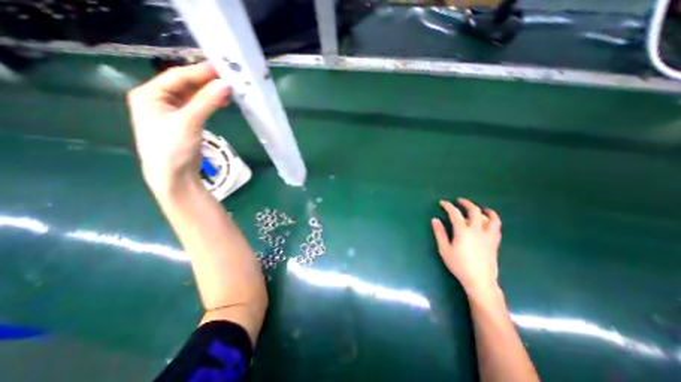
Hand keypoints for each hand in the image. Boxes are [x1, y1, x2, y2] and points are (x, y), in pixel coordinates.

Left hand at [127, 62, 230, 194]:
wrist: (173, 175)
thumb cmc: (173, 147)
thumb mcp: (189, 121)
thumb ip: (206, 101)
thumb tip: (225, 84)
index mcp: (149, 94)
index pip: (176, 76)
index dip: (199, 71)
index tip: (220, 68)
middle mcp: (158, 100)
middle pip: (184, 85)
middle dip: (206, 82)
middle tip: (227, 79)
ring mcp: (171, 112)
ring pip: (192, 96)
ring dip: (209, 93)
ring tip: (228, 91)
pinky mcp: (184, 122)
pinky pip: (197, 107)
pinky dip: (209, 104)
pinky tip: (220, 102)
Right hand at [434, 199, 501, 296]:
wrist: (480, 281)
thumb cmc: (459, 265)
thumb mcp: (445, 249)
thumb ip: (440, 233)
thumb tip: (435, 219)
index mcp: (463, 231)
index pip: (455, 213)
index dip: (448, 206)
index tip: (443, 203)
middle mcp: (477, 230)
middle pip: (474, 211)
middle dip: (466, 203)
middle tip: (459, 201)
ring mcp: (488, 236)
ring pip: (491, 218)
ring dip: (485, 210)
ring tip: (480, 208)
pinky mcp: (495, 242)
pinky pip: (497, 228)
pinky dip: (493, 221)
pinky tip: (489, 222)